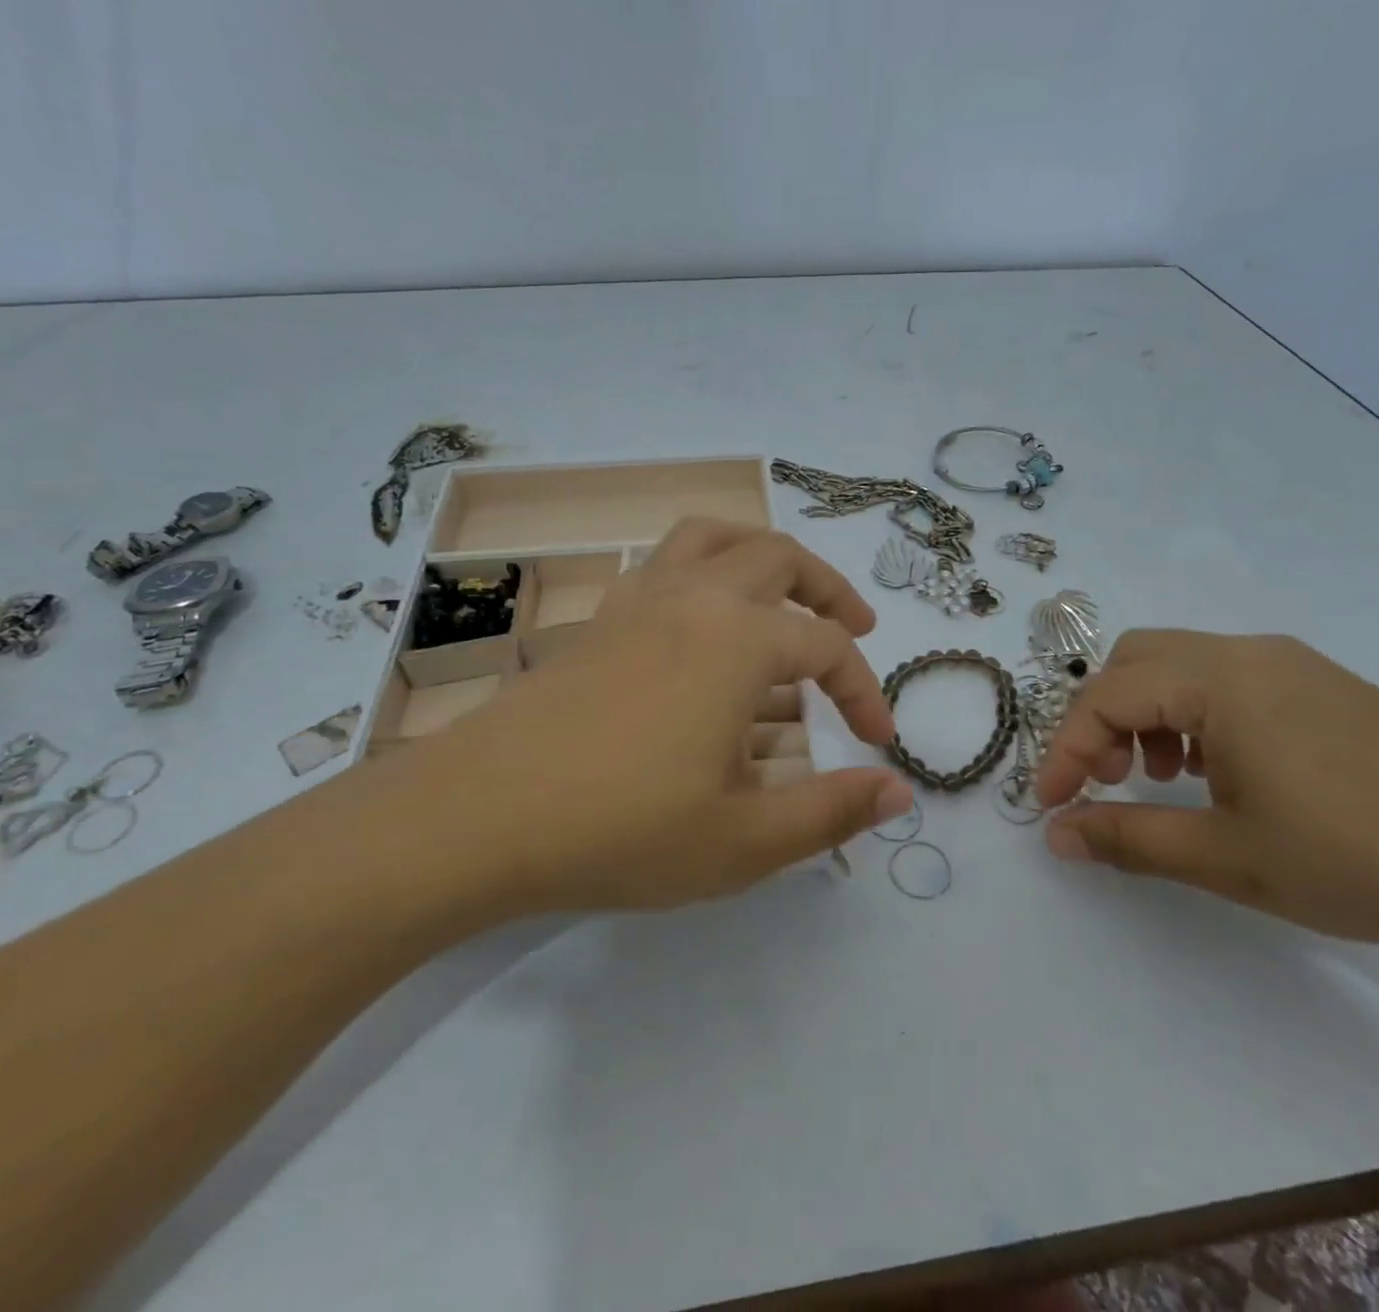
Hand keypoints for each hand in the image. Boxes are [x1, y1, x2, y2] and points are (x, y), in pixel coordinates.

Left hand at [380, 519, 908, 918]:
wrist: (480, 816)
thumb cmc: (621, 830)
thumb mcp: (743, 840)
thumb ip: (830, 812)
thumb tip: (899, 790)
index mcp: (738, 641)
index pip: (828, 649)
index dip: (863, 691)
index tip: (877, 741)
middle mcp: (693, 598)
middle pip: (779, 559)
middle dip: (829, 591)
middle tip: (856, 628)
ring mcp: (639, 599)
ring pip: (715, 538)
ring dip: (763, 555)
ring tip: (785, 593)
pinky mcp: (599, 617)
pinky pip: (665, 563)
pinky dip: (704, 568)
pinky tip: (703, 618)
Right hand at [1034, 630, 1378, 958]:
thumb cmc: (1358, 856)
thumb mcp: (1227, 857)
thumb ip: (1127, 838)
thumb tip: (1056, 833)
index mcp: (1218, 679)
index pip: (1105, 696)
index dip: (1067, 749)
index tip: (1055, 806)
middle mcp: (1249, 654)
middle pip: (1136, 661)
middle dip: (1103, 719)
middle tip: (1109, 781)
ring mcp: (1293, 666)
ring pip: (1181, 667)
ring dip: (1148, 715)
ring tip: (1164, 781)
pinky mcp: (1326, 688)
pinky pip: (1229, 681)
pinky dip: (1194, 716)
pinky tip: (1221, 773)